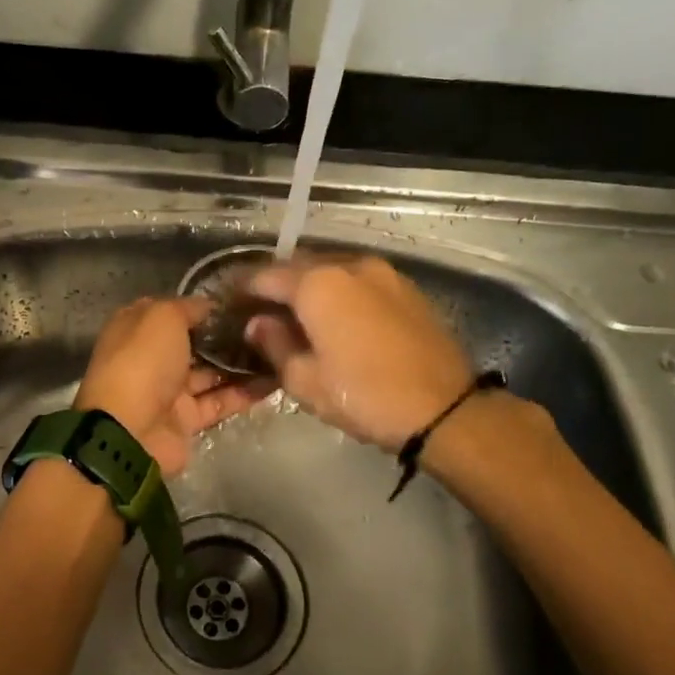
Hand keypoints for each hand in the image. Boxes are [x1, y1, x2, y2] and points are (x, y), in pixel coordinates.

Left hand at [74, 297, 270, 476]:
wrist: (130, 432)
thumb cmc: (143, 362)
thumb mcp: (163, 316)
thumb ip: (189, 307)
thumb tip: (211, 307)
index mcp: (137, 328)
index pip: (174, 311)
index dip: (204, 306)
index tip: (242, 302)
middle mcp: (152, 358)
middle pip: (195, 343)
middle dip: (228, 335)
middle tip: (270, 325)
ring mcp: (169, 391)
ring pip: (211, 373)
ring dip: (242, 364)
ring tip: (280, 350)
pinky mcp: (187, 420)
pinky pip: (220, 402)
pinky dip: (246, 393)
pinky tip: (277, 380)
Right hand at [245, 255, 474, 449]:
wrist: (444, 409)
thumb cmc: (364, 395)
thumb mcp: (305, 380)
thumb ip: (274, 344)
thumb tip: (259, 323)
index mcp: (318, 284)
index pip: (266, 276)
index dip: (243, 289)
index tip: (230, 305)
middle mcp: (349, 265)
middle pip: (299, 266)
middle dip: (277, 285)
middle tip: (261, 311)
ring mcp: (383, 273)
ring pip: (332, 270)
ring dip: (310, 287)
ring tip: (298, 316)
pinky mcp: (406, 289)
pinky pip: (359, 281)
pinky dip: (340, 292)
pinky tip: (337, 319)